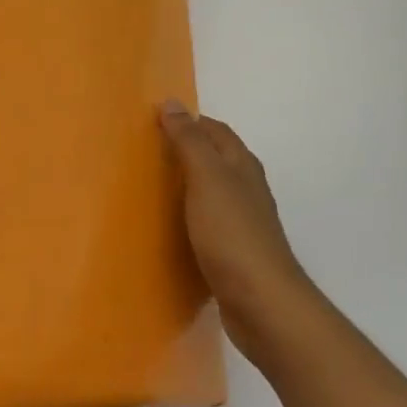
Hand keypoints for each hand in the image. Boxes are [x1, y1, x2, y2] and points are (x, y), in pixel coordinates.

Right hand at [161, 102, 313, 365]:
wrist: (262, 304)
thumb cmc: (233, 234)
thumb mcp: (207, 178)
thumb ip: (190, 141)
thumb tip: (172, 102)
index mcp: (242, 165)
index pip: (215, 130)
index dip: (188, 121)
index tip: (152, 122)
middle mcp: (246, 189)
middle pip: (214, 159)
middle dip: (184, 152)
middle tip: (143, 154)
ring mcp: (243, 223)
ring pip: (211, 193)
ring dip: (185, 187)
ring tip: (148, 189)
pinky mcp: (234, 254)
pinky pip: (207, 225)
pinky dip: (188, 219)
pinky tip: (167, 230)